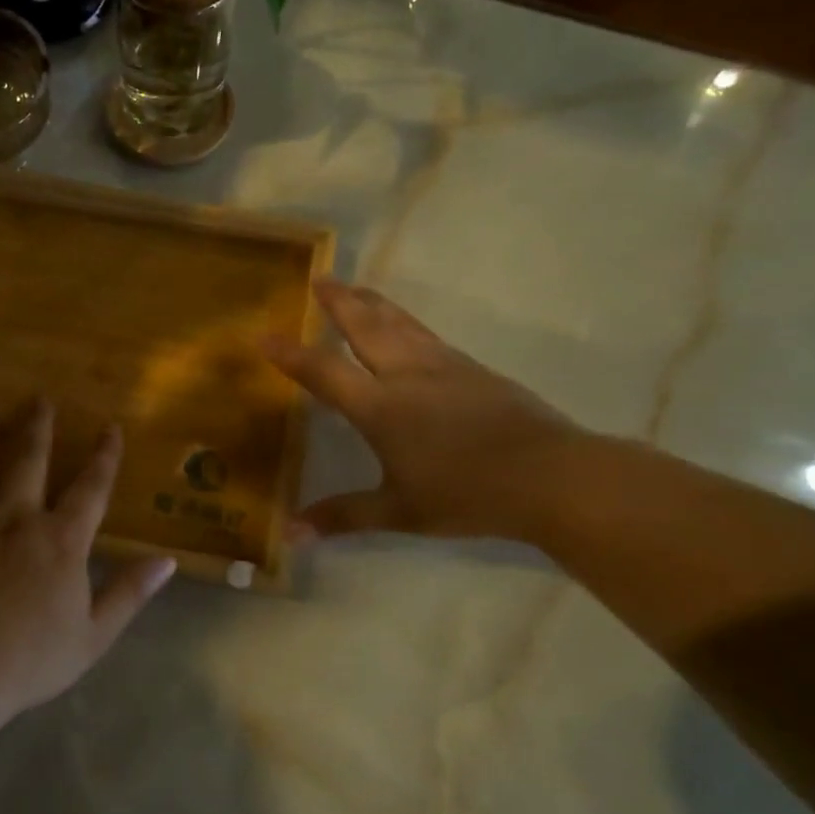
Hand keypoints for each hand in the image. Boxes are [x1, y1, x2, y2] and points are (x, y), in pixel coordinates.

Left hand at [0, 399, 176, 724]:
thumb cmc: (28, 660)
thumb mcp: (93, 635)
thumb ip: (128, 593)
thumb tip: (167, 561)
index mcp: (60, 540)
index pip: (91, 487)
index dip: (104, 456)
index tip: (110, 427)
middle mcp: (16, 518)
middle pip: (29, 459)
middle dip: (38, 426)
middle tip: (39, 397)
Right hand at [263, 279, 582, 542]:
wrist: (551, 476)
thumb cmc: (466, 494)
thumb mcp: (399, 511)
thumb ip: (342, 516)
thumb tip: (289, 535)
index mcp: (381, 407)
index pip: (324, 372)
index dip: (290, 354)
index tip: (263, 335)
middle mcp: (407, 375)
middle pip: (366, 326)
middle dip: (339, 301)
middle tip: (320, 279)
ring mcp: (444, 367)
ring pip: (400, 323)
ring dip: (373, 302)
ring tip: (356, 288)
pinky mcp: (473, 369)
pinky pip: (426, 335)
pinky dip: (404, 322)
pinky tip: (407, 329)